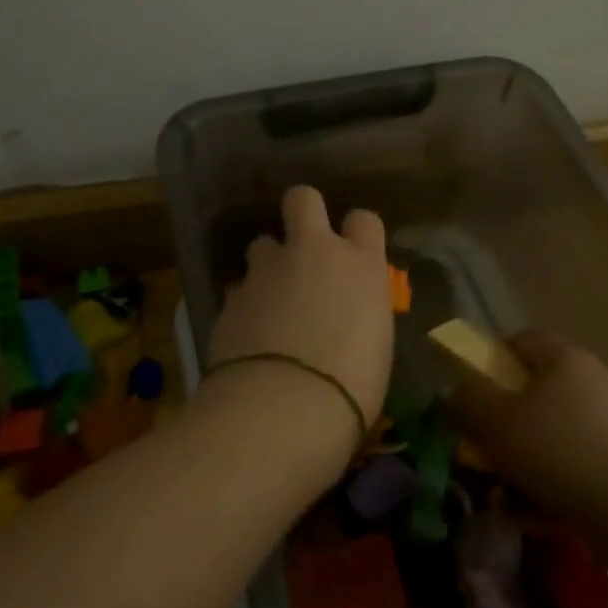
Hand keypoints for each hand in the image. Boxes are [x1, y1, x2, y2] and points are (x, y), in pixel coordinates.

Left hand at [203, 186, 393, 449]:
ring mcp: (267, 269)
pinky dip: (246, 304)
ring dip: (268, 266)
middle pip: (303, 199)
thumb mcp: (375, 347)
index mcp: (360, 264)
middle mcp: (313, 252)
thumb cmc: (351, 389)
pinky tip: (248, 336)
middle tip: (303, 246)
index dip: (356, 233)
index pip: (364, 220)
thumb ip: (357, 313)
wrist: (282, 408)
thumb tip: (345, 315)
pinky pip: (241, 287)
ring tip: (270, 303)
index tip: (353, 254)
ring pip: (263, 244)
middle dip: (303, 213)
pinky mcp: (232, 294)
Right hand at [447, 331, 607, 523]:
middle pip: (536, 393)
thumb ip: (468, 401)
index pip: (523, 341)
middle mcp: (592, 383)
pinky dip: (551, 488)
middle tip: (482, 449)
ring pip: (553, 438)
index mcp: (564, 359)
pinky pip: (575, 470)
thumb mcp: (497, 421)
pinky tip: (531, 518)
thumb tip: (455, 392)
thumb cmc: (559, 449)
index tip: (471, 390)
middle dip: (505, 423)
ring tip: (501, 496)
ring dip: (524, 463)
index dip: (492, 359)